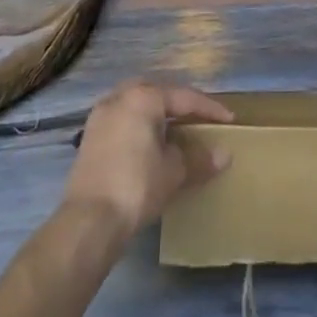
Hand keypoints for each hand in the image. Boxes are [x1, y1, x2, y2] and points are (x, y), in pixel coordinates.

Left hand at [61, 80, 233, 240]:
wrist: (88, 222)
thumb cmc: (136, 186)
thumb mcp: (173, 172)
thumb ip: (199, 158)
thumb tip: (224, 155)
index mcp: (143, 97)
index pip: (184, 97)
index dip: (209, 109)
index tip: (229, 119)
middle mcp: (120, 96)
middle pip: (158, 94)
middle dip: (179, 105)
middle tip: (199, 119)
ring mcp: (101, 116)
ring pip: (137, 105)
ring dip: (157, 115)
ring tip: (175, 131)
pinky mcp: (90, 137)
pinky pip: (123, 120)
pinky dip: (140, 127)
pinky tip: (149, 145)